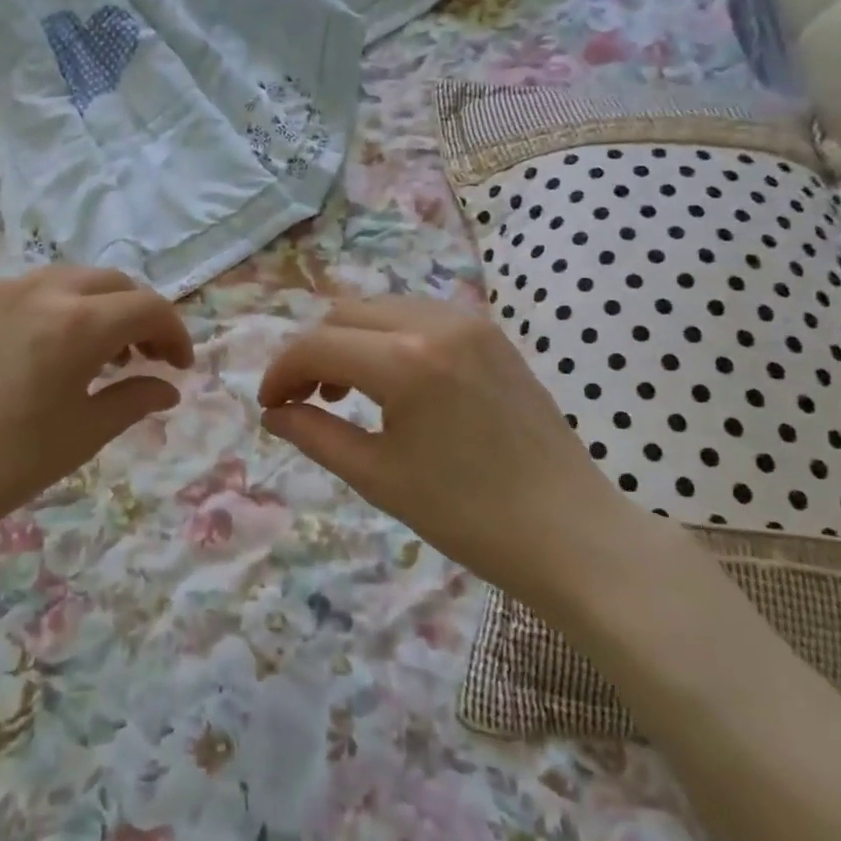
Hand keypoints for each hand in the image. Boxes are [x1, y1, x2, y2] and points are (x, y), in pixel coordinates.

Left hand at [0, 267, 193, 558]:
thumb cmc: (5, 463)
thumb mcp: (83, 434)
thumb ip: (134, 400)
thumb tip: (167, 388)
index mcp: (79, 323)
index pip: (148, 308)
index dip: (175, 333)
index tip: (180, 367)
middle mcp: (44, 290)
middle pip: (113, 283)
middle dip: (140, 315)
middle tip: (145, 358)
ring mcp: (1, 290)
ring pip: (72, 280)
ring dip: (100, 307)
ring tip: (99, 356)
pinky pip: (33, 290)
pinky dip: (60, 308)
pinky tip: (50, 350)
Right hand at [258, 297, 662, 622]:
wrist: (570, 532)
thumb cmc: (468, 515)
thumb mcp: (377, 477)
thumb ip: (314, 434)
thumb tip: (273, 413)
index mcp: (404, 361)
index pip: (317, 345)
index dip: (281, 372)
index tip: (270, 405)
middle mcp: (435, 323)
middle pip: (344, 314)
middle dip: (313, 352)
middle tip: (304, 400)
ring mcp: (469, 322)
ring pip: (381, 308)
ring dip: (350, 341)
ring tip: (346, 392)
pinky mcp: (491, 333)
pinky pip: (418, 315)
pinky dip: (388, 337)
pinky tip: (393, 382)